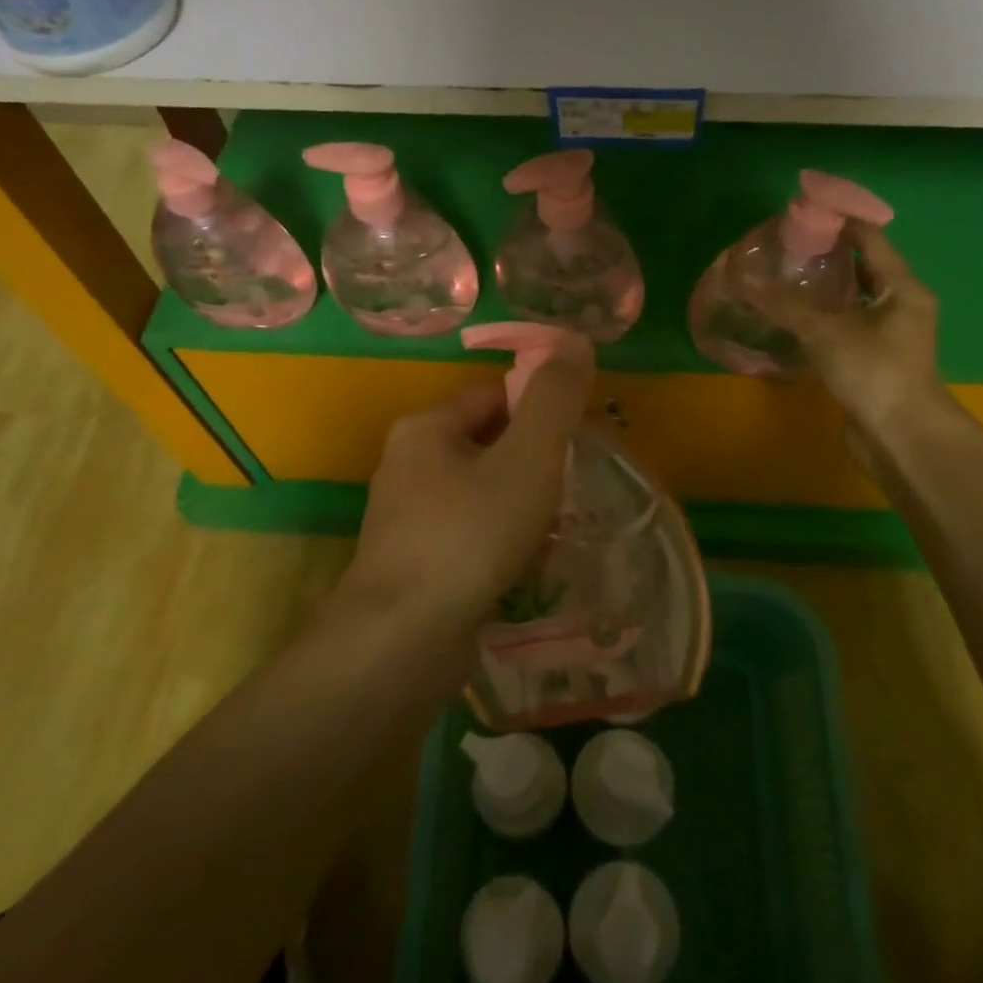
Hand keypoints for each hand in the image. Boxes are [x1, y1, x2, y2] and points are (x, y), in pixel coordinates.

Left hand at [342, 335, 594, 643]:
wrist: (402, 642)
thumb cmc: (468, 536)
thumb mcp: (526, 459)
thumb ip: (554, 400)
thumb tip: (575, 340)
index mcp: (426, 428)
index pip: (494, 395)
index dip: (541, 408)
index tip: (580, 437)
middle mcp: (408, 464)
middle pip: (489, 444)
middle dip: (535, 462)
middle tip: (577, 485)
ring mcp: (407, 517)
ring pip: (482, 492)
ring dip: (522, 504)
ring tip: (561, 526)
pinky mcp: (415, 562)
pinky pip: (471, 534)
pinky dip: (502, 541)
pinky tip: (529, 564)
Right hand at [771, 218, 946, 433]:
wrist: (900, 436)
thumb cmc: (873, 371)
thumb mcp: (826, 332)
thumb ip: (786, 305)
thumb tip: (744, 279)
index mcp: (903, 288)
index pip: (872, 240)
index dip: (841, 223)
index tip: (806, 214)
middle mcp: (902, 306)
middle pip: (865, 269)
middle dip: (830, 257)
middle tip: (789, 249)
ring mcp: (891, 336)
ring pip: (856, 301)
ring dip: (826, 290)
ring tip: (787, 279)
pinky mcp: (876, 361)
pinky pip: (849, 327)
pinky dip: (826, 318)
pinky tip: (796, 320)